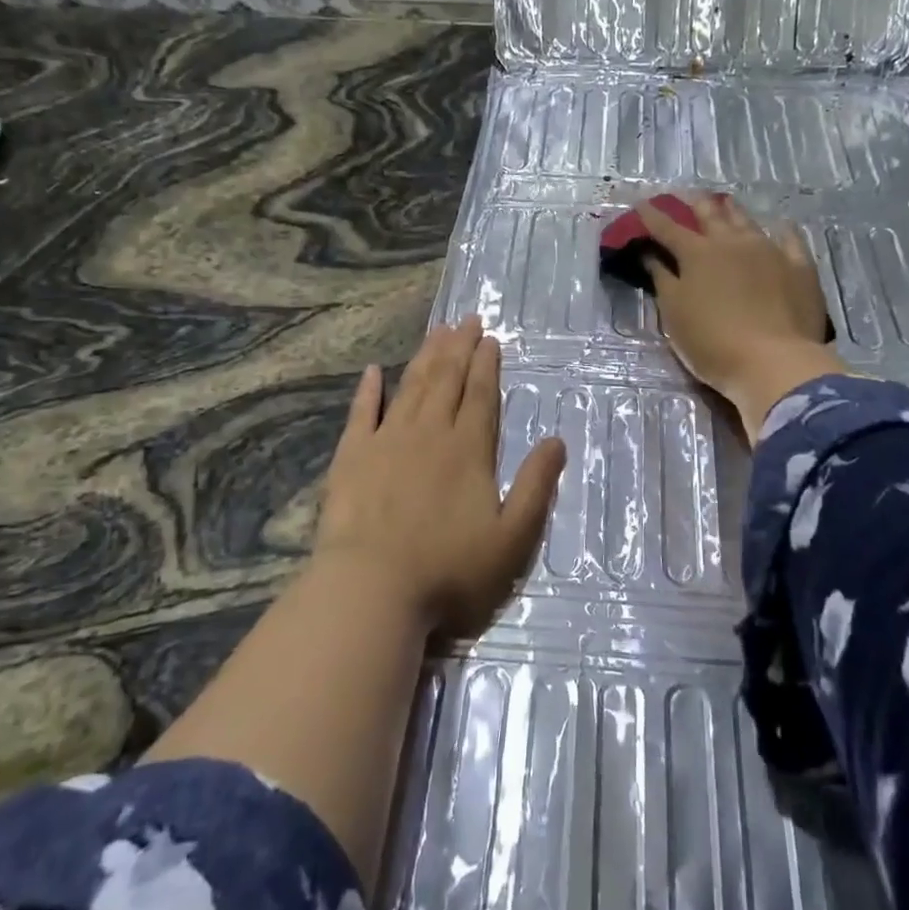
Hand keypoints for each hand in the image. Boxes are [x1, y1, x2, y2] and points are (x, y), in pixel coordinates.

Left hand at [315, 318, 566, 637]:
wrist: (372, 589)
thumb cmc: (449, 570)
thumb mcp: (512, 538)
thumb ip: (537, 487)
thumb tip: (557, 440)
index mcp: (469, 449)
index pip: (481, 395)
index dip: (487, 365)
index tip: (490, 338)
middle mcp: (429, 433)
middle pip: (447, 380)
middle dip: (459, 348)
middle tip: (466, 320)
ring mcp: (386, 441)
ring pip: (411, 387)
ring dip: (425, 357)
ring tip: (437, 332)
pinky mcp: (352, 457)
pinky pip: (362, 413)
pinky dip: (368, 390)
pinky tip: (373, 371)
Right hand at [635, 192, 850, 442]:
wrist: (774, 362)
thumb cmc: (712, 343)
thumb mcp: (675, 314)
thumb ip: (662, 279)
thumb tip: (651, 254)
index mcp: (697, 254)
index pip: (667, 228)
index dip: (652, 216)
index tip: (642, 204)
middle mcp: (732, 242)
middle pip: (709, 214)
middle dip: (693, 203)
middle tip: (684, 195)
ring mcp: (769, 250)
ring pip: (746, 221)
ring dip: (731, 210)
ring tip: (723, 202)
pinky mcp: (799, 267)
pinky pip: (789, 239)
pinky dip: (780, 231)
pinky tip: (779, 227)